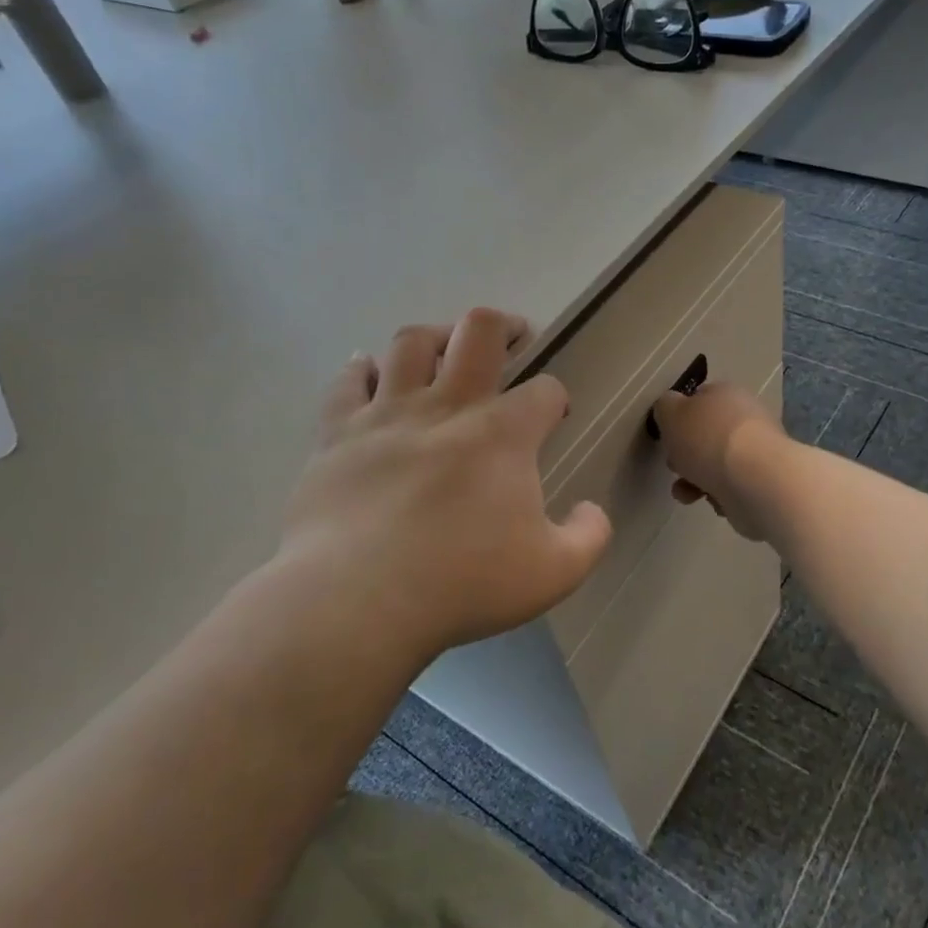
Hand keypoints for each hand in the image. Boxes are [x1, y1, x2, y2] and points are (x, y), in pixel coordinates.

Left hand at [275, 310, 612, 660]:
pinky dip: (363, 369)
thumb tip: (590, 510)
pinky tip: (370, 370)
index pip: (544, 391)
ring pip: (411, 342)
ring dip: (436, 336)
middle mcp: (447, 406)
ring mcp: (387, 414)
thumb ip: (589, 536)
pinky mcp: (337, 433)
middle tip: (513, 335)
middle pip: (478, 332)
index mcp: (503, 433)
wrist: (356, 601)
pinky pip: (348, 381)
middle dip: (504, 326)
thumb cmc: (462, 582)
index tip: (553, 417)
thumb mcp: (554, 573)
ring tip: (445, 348)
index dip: (555, 399)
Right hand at [649, 381, 790, 541]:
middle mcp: (745, 417)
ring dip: (696, 480)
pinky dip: (719, 494)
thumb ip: (665, 407)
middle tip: (675, 466)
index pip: (699, 398)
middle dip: (687, 454)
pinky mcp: (763, 480)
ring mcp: (757, 450)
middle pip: (707, 434)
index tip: (667, 436)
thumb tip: (671, 407)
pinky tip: (714, 500)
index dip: (679, 417)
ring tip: (687, 494)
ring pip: (717, 463)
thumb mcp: (670, 413)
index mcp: (725, 393)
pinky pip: (732, 486)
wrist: (754, 480)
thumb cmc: (707, 440)